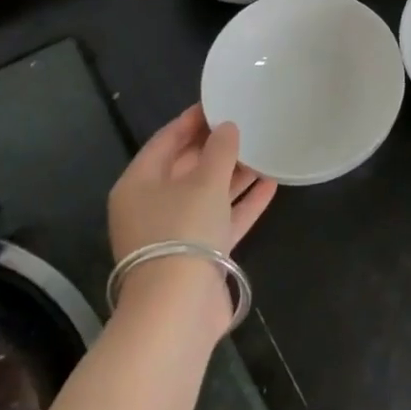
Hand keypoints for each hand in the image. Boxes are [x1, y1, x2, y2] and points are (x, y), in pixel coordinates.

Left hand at [107, 104, 275, 327]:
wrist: (179, 308)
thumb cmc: (183, 230)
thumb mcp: (204, 181)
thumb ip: (219, 149)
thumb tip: (227, 128)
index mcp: (139, 184)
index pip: (165, 140)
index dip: (192, 120)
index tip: (220, 101)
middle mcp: (152, 206)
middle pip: (186, 167)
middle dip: (217, 147)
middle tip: (247, 123)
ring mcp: (176, 233)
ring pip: (207, 194)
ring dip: (234, 174)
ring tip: (265, 150)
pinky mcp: (199, 255)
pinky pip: (222, 219)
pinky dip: (243, 203)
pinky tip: (271, 184)